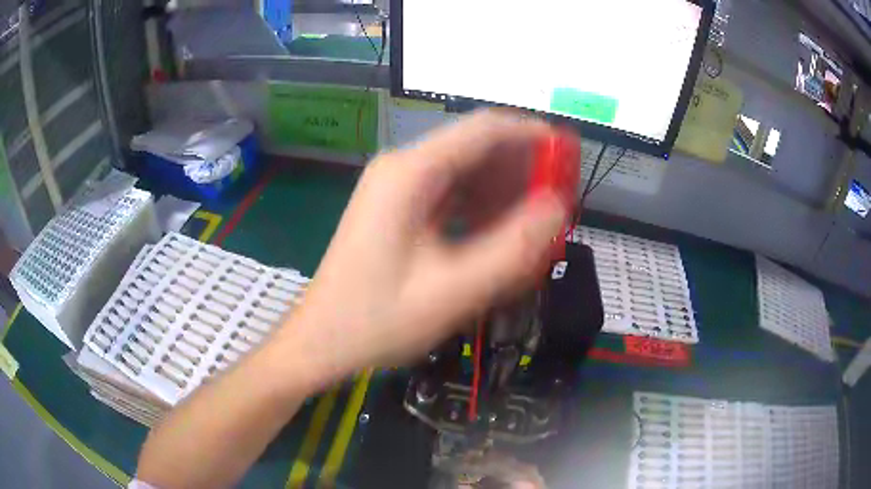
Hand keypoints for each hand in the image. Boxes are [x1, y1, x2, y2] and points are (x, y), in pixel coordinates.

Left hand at [281, 110, 570, 383]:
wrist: (321, 342)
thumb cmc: (376, 321)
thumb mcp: (451, 292)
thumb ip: (512, 249)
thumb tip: (558, 208)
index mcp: (410, 173)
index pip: (484, 130)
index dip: (532, 135)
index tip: (568, 155)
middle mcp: (403, 169)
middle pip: (475, 149)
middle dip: (523, 171)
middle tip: (558, 203)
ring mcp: (398, 188)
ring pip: (466, 174)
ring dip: (505, 194)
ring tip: (535, 227)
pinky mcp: (398, 209)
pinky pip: (451, 197)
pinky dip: (482, 211)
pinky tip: (500, 237)